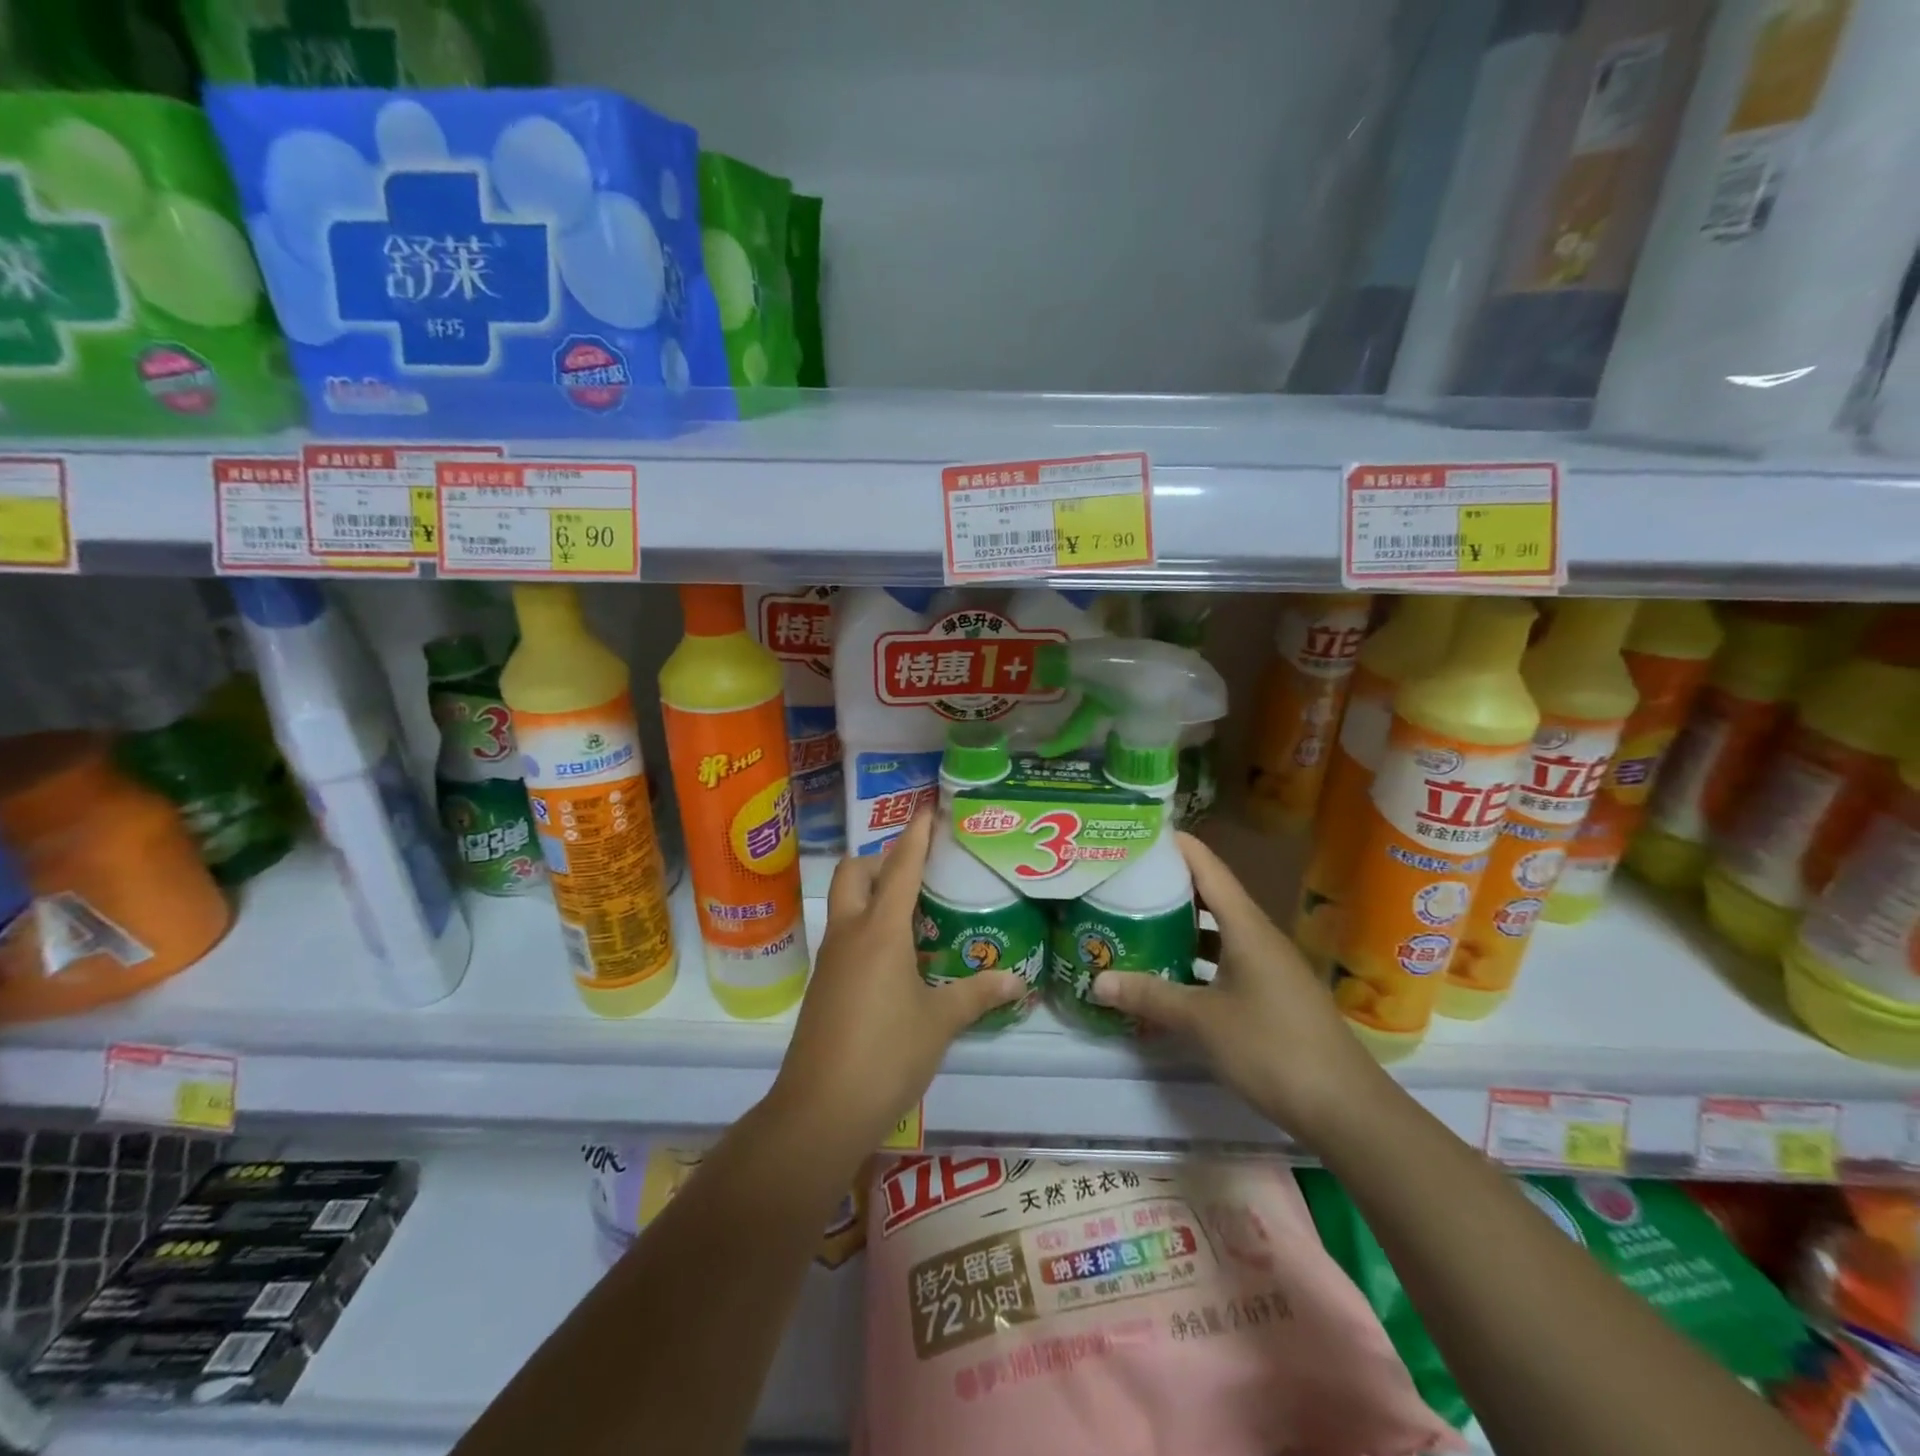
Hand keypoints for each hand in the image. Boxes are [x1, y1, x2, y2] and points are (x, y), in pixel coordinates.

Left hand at [768, 810, 1024, 1161]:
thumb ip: (977, 995)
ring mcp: (831, 960)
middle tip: (916, 871)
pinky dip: (867, 928)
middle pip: (854, 874)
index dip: (915, 836)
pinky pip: (845, 936)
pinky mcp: (823, 985)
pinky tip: (895, 957)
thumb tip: (1017, 981)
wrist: (820, 1109)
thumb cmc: (886, 1054)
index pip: (900, 868)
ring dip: (872, 894)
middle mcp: (849, 934)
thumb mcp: (940, 1023)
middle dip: (880, 860)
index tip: (926, 809)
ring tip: (913, 911)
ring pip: (845, 905)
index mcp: (880, 931)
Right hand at [1089, 833, 1388, 1146]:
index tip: (1140, 831)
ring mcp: (1269, 966)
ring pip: (1219, 930)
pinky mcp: (1273, 993)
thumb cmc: (1271, 1049)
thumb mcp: (1202, 1021)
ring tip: (1138, 918)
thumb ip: (1150, 996)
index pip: (1208, 868)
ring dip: (1183, 923)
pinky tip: (1172, 972)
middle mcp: (1259, 936)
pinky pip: (1227, 959)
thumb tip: (1097, 981)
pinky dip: (1198, 957)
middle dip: (1170, 883)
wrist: (1345, 1109)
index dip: (1176, 845)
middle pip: (1212, 894)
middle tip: (1125, 877)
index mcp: (1246, 927)